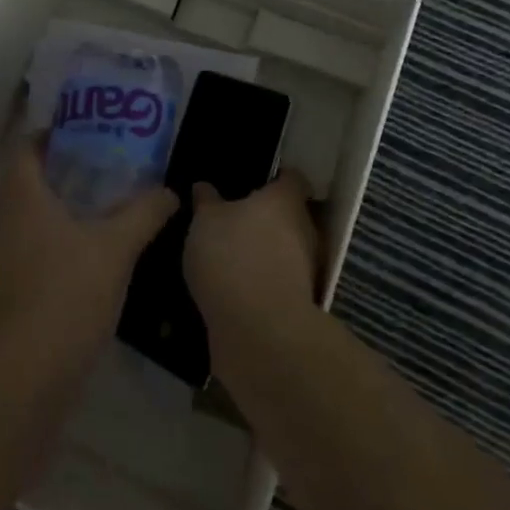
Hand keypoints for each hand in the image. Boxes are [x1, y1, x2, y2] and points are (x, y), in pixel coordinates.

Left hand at [0, 137, 176, 369]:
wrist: (23, 374)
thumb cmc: (67, 292)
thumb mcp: (116, 248)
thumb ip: (144, 213)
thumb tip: (169, 192)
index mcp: (20, 197)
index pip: (25, 149)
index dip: (49, 138)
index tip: (79, 139)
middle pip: (21, 185)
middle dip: (54, 179)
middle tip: (94, 180)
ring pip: (17, 223)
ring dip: (45, 218)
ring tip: (86, 222)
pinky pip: (13, 257)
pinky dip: (36, 253)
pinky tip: (67, 268)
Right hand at [184, 171, 321, 370]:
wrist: (259, 331)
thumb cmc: (232, 257)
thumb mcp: (205, 221)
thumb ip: (206, 202)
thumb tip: (204, 186)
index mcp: (284, 200)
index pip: (291, 178)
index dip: (276, 178)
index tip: (255, 181)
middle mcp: (304, 228)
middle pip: (290, 214)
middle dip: (266, 217)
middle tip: (233, 219)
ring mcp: (305, 268)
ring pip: (285, 249)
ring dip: (264, 251)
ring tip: (230, 256)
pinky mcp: (299, 302)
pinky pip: (278, 280)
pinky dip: (262, 281)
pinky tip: (235, 287)